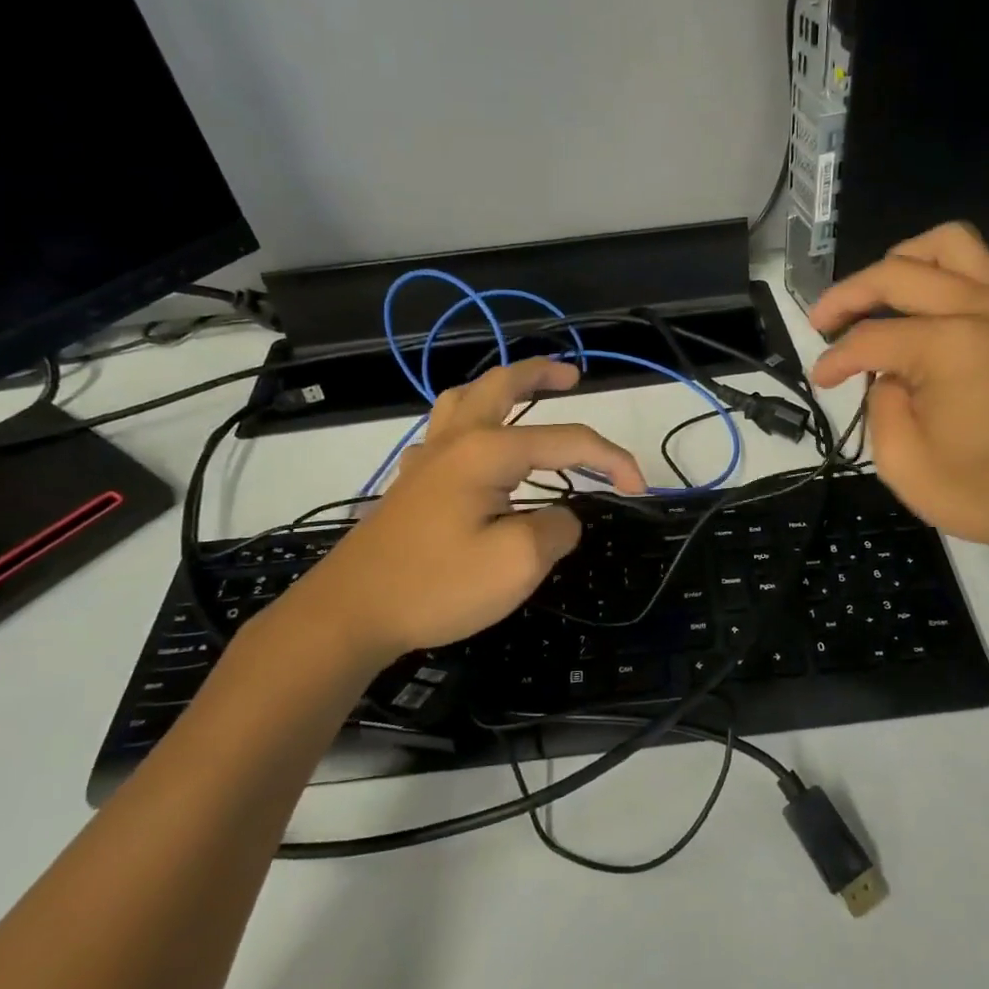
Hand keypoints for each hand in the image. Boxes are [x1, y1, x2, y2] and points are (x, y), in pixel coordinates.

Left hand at [275, 358, 646, 663]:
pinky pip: (444, 433)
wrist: (350, 613)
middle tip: (573, 375)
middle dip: (541, 374)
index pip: (567, 440)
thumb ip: (556, 529)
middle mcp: (457, 442)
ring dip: (499, 388)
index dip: (611, 459)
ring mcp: (427, 461)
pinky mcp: (412, 486)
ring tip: (525, 393)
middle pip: (501, 387)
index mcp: (487, 451)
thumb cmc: (436, 585)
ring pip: (463, 400)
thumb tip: (562, 517)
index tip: (639, 490)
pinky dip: (469, 422)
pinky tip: (476, 447)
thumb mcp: (517, 563)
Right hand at [809, 223, 988, 566]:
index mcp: (946, 345)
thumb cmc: (987, 492)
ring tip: (883, 292)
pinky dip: (968, 270)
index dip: (835, 359)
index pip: (870, 337)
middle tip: (823, 323)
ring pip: (953, 244)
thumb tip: (887, 376)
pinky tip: (950, 297)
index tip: (820, 381)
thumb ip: (880, 407)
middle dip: (849, 294)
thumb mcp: (904, 465)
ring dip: (908, 259)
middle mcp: (979, 309)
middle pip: (898, 273)